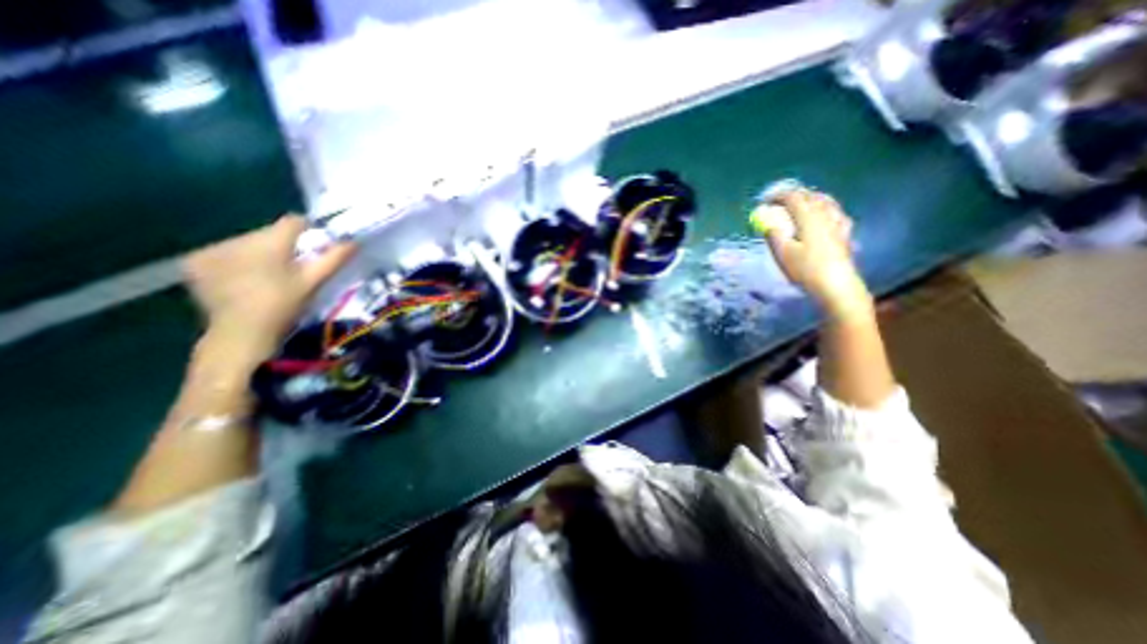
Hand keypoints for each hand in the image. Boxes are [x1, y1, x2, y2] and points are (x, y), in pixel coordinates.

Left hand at [182, 218, 356, 363]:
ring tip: (265, 275)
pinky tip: (240, 278)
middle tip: (291, 267)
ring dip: (258, 253)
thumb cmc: (285, 305)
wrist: (241, 333)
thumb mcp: (314, 282)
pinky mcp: (194, 262)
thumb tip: (353, 242)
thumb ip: (333, 259)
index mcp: (270, 242)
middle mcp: (238, 239)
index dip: (308, 231)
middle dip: (282, 245)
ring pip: (246, 242)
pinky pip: (223, 253)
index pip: (293, 222)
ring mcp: (212, 250)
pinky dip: (234, 261)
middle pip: (268, 233)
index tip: (314, 246)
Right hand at [760, 186, 870, 317]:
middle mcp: (825, 215)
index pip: (793, 198)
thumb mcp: (782, 254)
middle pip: (811, 196)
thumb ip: (774, 235)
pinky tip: (825, 215)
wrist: (835, 285)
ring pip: (826, 202)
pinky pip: (836, 213)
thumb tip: (768, 224)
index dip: (778, 196)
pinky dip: (826, 209)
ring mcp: (838, 224)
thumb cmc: (805, 269)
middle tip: (780, 201)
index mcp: (808, 218)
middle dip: (794, 195)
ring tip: (801, 203)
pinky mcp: (845, 234)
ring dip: (811, 199)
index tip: (765, 200)